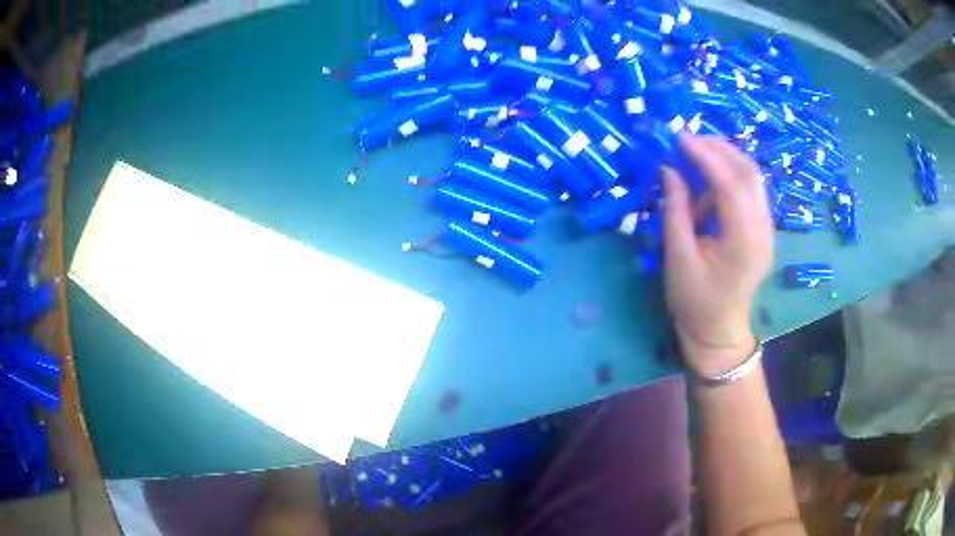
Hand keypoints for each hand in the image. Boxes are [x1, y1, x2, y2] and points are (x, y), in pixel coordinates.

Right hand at [662, 133, 773, 376]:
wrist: (719, 331)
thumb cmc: (695, 302)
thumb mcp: (677, 259)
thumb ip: (675, 211)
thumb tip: (669, 169)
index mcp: (743, 243)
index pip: (730, 186)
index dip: (706, 156)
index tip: (680, 137)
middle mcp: (763, 231)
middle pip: (749, 174)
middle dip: (719, 149)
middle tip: (687, 139)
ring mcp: (767, 229)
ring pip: (752, 178)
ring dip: (726, 158)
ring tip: (695, 153)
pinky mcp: (762, 229)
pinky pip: (750, 191)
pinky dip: (729, 176)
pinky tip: (707, 181)